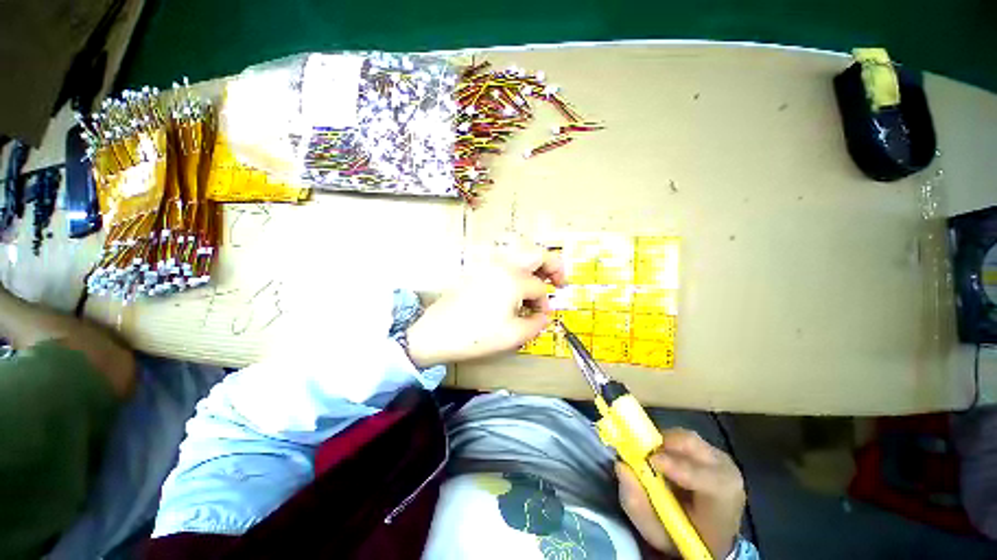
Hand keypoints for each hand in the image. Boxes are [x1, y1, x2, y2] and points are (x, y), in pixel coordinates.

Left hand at [404, 241, 565, 367]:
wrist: (436, 333)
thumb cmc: (476, 336)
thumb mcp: (513, 336)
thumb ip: (536, 324)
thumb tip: (545, 316)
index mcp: (513, 280)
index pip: (540, 288)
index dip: (545, 303)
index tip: (542, 315)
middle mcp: (503, 266)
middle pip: (536, 254)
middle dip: (553, 265)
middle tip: (559, 281)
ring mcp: (488, 265)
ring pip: (520, 254)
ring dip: (535, 265)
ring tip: (539, 282)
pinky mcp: (478, 270)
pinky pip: (506, 262)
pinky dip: (518, 268)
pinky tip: (516, 286)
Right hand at [616, 429, 745, 558]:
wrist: (710, 537)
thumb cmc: (683, 535)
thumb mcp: (657, 532)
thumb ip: (637, 504)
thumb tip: (621, 466)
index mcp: (723, 500)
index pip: (707, 478)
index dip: (679, 466)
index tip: (651, 461)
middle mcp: (725, 471)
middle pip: (693, 445)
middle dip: (664, 445)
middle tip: (642, 454)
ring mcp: (718, 457)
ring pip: (685, 436)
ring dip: (663, 442)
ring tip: (650, 458)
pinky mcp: (709, 449)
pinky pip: (683, 438)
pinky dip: (666, 443)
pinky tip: (660, 457)